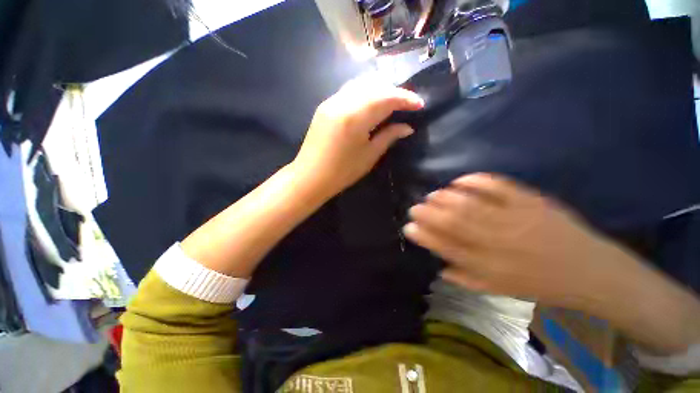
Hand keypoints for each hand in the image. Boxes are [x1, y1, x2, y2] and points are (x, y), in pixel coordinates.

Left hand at [291, 76, 423, 198]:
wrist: (310, 177)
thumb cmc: (342, 172)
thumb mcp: (369, 156)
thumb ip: (389, 137)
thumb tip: (407, 127)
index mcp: (355, 117)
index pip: (386, 97)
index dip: (405, 99)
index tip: (419, 104)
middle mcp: (342, 102)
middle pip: (374, 86)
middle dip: (393, 91)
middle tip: (406, 103)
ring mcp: (331, 101)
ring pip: (361, 85)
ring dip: (379, 90)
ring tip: (391, 102)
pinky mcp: (324, 105)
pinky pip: (349, 91)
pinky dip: (364, 93)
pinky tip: (371, 103)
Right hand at [403, 173, 635, 306]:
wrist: (589, 271)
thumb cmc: (539, 284)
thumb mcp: (500, 290)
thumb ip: (466, 278)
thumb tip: (438, 265)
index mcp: (490, 267)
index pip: (447, 248)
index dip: (424, 236)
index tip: (408, 227)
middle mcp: (499, 243)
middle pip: (454, 223)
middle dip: (428, 213)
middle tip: (414, 207)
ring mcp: (515, 219)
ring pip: (470, 204)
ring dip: (445, 198)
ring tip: (432, 196)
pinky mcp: (530, 201)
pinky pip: (497, 186)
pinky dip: (474, 181)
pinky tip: (458, 181)